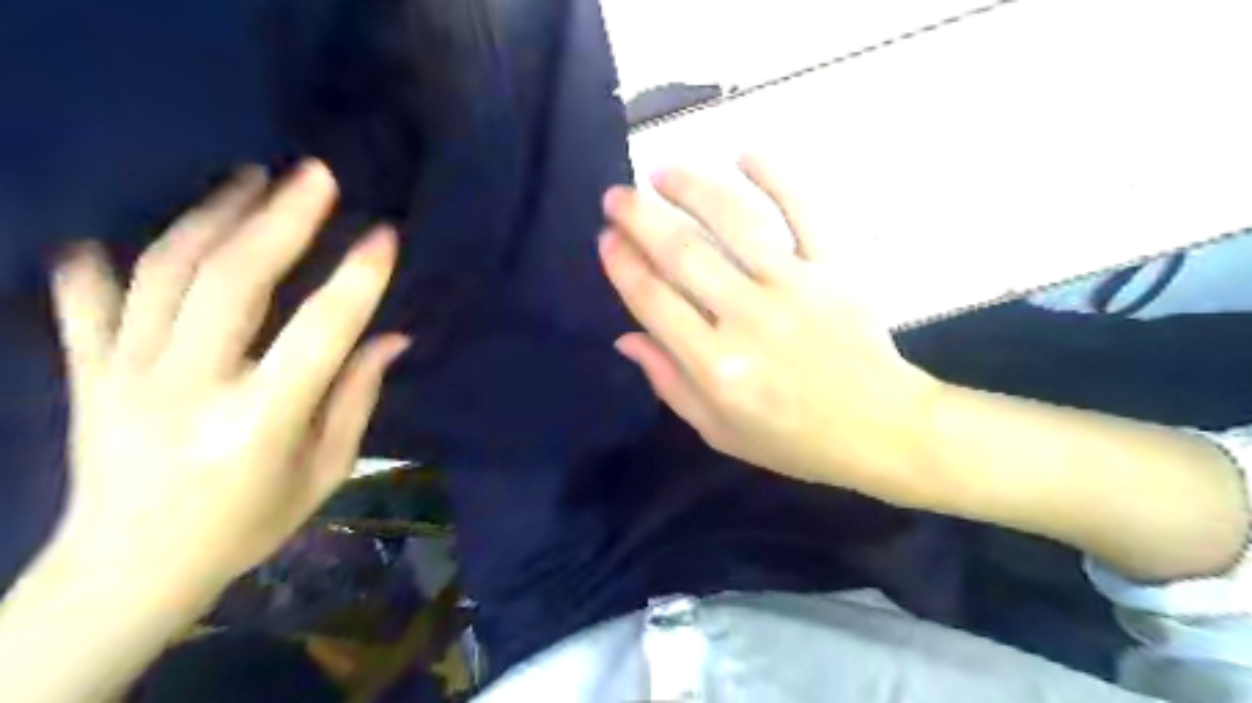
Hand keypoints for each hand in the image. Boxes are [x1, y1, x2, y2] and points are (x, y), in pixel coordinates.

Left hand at [40, 163, 406, 607]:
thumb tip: (392, 335)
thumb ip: (356, 397)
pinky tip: (115, 234)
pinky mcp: (86, 374)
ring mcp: (124, 375)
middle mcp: (188, 388)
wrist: (127, 572)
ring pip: (163, 272)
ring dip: (211, 215)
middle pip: (231, 281)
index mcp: (259, 423)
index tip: (384, 234)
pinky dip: (98, 262)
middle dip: (279, 218)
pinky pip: (85, 301)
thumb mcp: (325, 471)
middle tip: (313, 173)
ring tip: (248, 177)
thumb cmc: (248, 525)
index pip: (319, 333)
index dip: (358, 278)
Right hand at [600, 157, 943, 503]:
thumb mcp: (718, 430)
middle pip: (684, 254)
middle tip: (617, 196)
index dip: (623, 265)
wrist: (880, 428)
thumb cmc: (793, 438)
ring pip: (736, 223)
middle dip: (641, 219)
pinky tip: (746, 153)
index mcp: (716, 367)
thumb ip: (669, 383)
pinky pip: (806, 210)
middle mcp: (749, 319)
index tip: (606, 239)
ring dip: (694, 189)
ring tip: (663, 171)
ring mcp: (796, 287)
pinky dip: (778, 176)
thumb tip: (625, 336)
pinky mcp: (837, 268)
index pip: (654, 302)